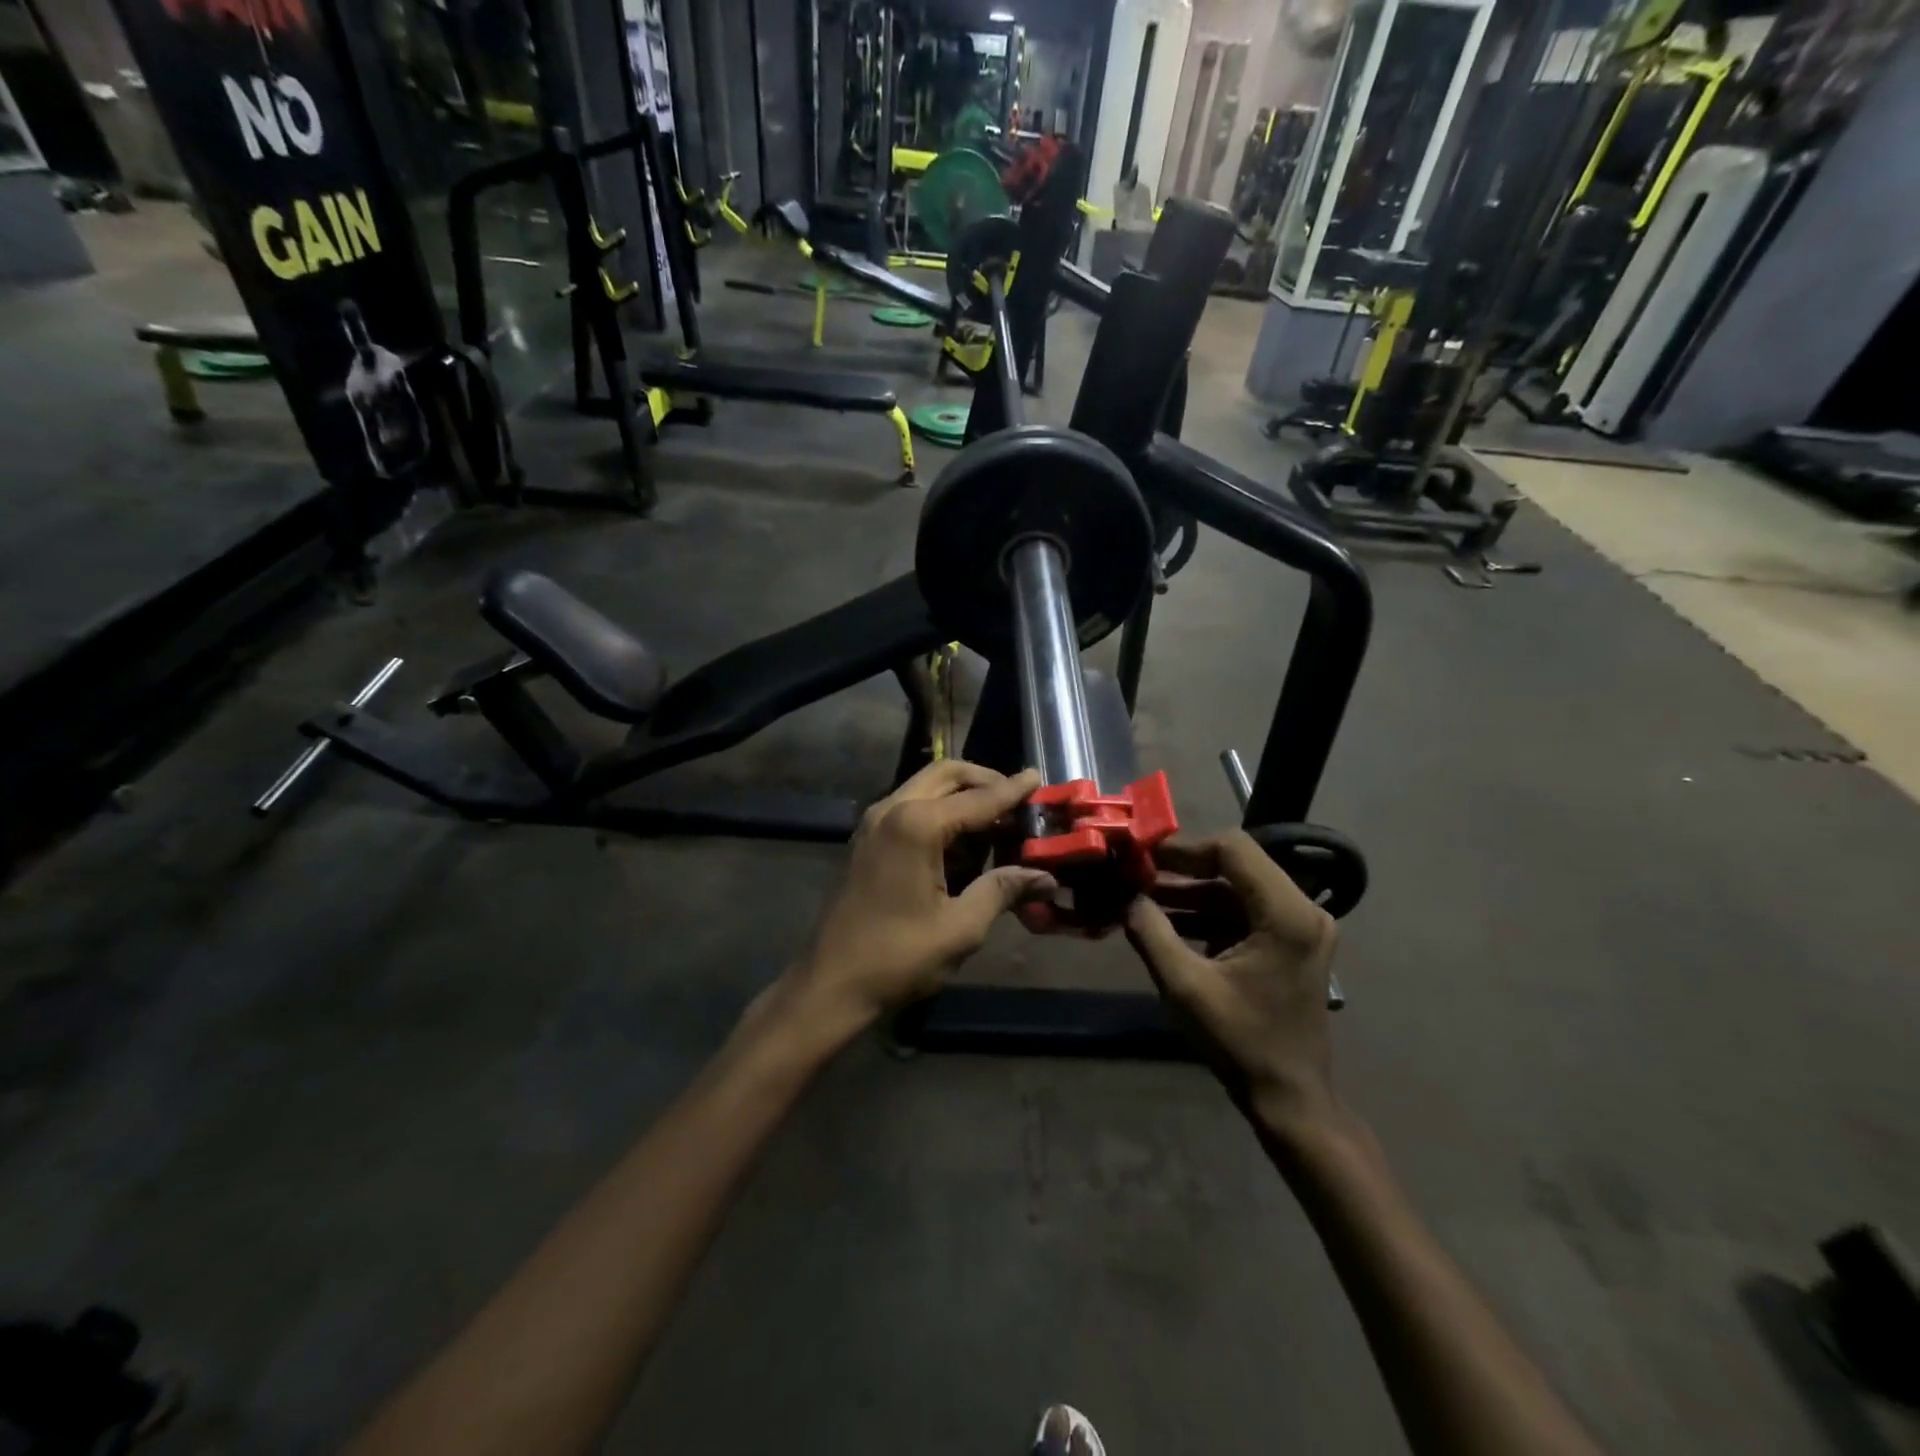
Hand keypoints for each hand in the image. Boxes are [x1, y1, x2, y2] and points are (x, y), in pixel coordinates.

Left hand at [788, 761, 1054, 1033]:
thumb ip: (1003, 890)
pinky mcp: (866, 838)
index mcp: (917, 825)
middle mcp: (892, 809)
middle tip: (1017, 802)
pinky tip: (961, 842)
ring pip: (926, 786)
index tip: (1039, 777)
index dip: (1013, 790)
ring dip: (961, 794)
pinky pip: (910, 805)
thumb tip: (1046, 877)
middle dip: (984, 781)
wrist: (832, 983)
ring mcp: (874, 821)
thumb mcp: (961, 927)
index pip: (978, 798)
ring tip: (995, 823)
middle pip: (947, 774)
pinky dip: (939, 809)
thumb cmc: (898, 957)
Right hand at [1125, 832, 1341, 1139]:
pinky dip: (1206, 913)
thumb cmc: (1241, 1042)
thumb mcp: (1184, 986)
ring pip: (1236, 888)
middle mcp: (1302, 909)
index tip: (1143, 856)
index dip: (1184, 848)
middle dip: (1183, 868)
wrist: (1289, 1097)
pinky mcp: (1290, 942)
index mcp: (1286, 914)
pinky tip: (1166, 921)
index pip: (1233, 849)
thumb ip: (1150, 932)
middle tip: (1137, 873)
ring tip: (1141, 897)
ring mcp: (1300, 926)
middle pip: (1236, 865)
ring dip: (1191, 892)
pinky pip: (1243, 911)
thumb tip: (1125, 897)